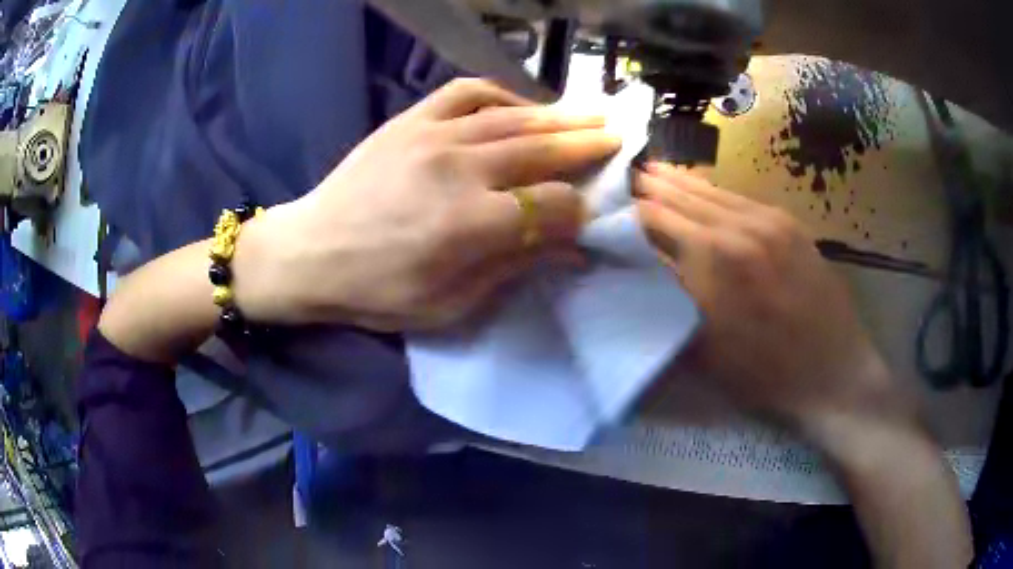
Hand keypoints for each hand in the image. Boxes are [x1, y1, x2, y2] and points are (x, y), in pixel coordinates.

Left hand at [235, 79, 620, 329]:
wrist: (309, 252)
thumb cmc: (375, 292)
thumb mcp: (448, 305)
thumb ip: (514, 269)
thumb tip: (572, 249)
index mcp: (471, 224)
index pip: (553, 206)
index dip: (579, 211)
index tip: (589, 216)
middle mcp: (460, 169)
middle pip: (543, 149)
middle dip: (587, 145)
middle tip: (618, 136)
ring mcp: (433, 135)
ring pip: (514, 117)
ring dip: (558, 116)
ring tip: (588, 115)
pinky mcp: (410, 120)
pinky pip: (466, 93)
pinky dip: (501, 93)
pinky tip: (520, 105)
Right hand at [635, 163, 913, 436]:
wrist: (831, 372)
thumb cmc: (763, 373)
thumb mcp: (704, 348)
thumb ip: (673, 297)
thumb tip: (649, 261)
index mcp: (713, 257)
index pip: (660, 219)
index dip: (636, 210)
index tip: (618, 203)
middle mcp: (739, 226)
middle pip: (687, 196)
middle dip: (658, 185)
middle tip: (635, 172)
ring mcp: (770, 222)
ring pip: (717, 192)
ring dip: (687, 182)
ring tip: (663, 169)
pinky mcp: (791, 226)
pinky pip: (745, 200)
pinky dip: (719, 192)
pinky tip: (709, 189)